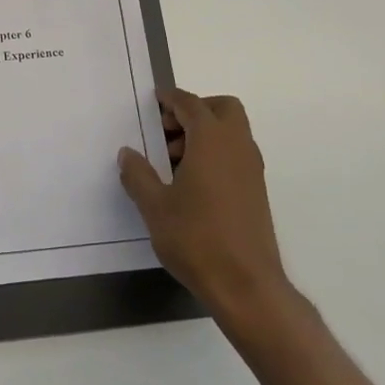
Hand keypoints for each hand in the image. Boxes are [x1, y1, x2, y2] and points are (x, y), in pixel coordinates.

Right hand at [118, 90, 299, 332]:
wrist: (246, 285)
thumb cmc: (196, 239)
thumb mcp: (155, 207)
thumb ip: (138, 175)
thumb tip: (127, 153)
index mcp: (212, 141)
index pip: (192, 104)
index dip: (171, 99)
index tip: (154, 100)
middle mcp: (237, 146)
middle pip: (222, 109)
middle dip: (195, 111)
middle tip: (167, 131)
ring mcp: (252, 169)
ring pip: (231, 132)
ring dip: (204, 133)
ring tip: (173, 161)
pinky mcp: (257, 190)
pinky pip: (236, 153)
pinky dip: (216, 153)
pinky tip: (192, 183)